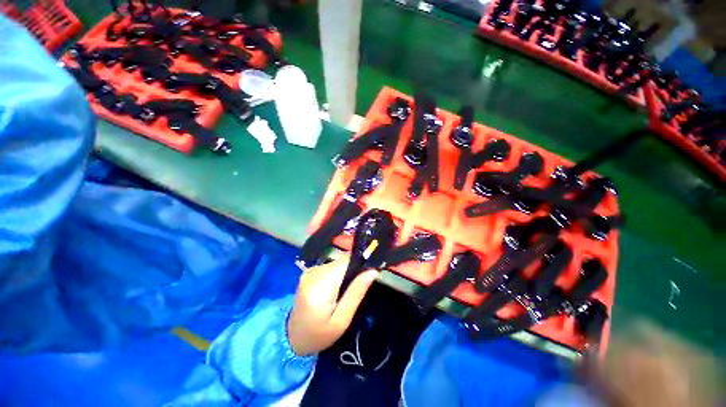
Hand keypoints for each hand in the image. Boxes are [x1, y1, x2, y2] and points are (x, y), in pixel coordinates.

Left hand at [287, 256, 377, 355]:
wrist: (292, 338)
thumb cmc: (320, 334)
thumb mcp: (342, 320)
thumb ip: (356, 293)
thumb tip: (373, 271)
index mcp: (320, 286)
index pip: (345, 262)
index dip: (360, 263)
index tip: (369, 273)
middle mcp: (313, 273)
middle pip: (341, 261)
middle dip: (353, 269)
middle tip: (357, 287)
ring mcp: (309, 271)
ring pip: (336, 262)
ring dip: (345, 272)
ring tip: (345, 290)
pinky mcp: (309, 271)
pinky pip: (330, 266)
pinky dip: (337, 273)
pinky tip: (336, 287)